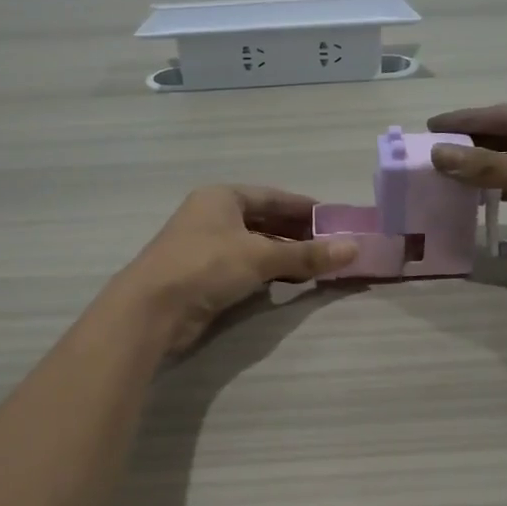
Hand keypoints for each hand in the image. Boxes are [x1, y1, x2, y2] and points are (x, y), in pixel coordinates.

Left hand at [113, 186, 357, 352]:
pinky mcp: (201, 275)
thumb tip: (354, 248)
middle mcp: (212, 216)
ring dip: (284, 256)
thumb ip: (307, 255)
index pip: (273, 197)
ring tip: (316, 267)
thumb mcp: (261, 257)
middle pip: (264, 221)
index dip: (305, 208)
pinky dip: (267, 273)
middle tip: (331, 247)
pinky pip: (243, 267)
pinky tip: (287, 284)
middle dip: (297, 235)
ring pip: (254, 246)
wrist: (152, 308)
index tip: (334, 220)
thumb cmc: (206, 266)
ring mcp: (204, 246)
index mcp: (222, 197)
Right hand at [427, 103, 506, 274]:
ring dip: (481, 172)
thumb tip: (440, 155)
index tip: (427, 127)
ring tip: (441, 178)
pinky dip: (500, 193)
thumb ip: (494, 166)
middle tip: (427, 156)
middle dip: (470, 146)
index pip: (503, 115)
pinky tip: (474, 200)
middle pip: (506, 139)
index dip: (464, 121)